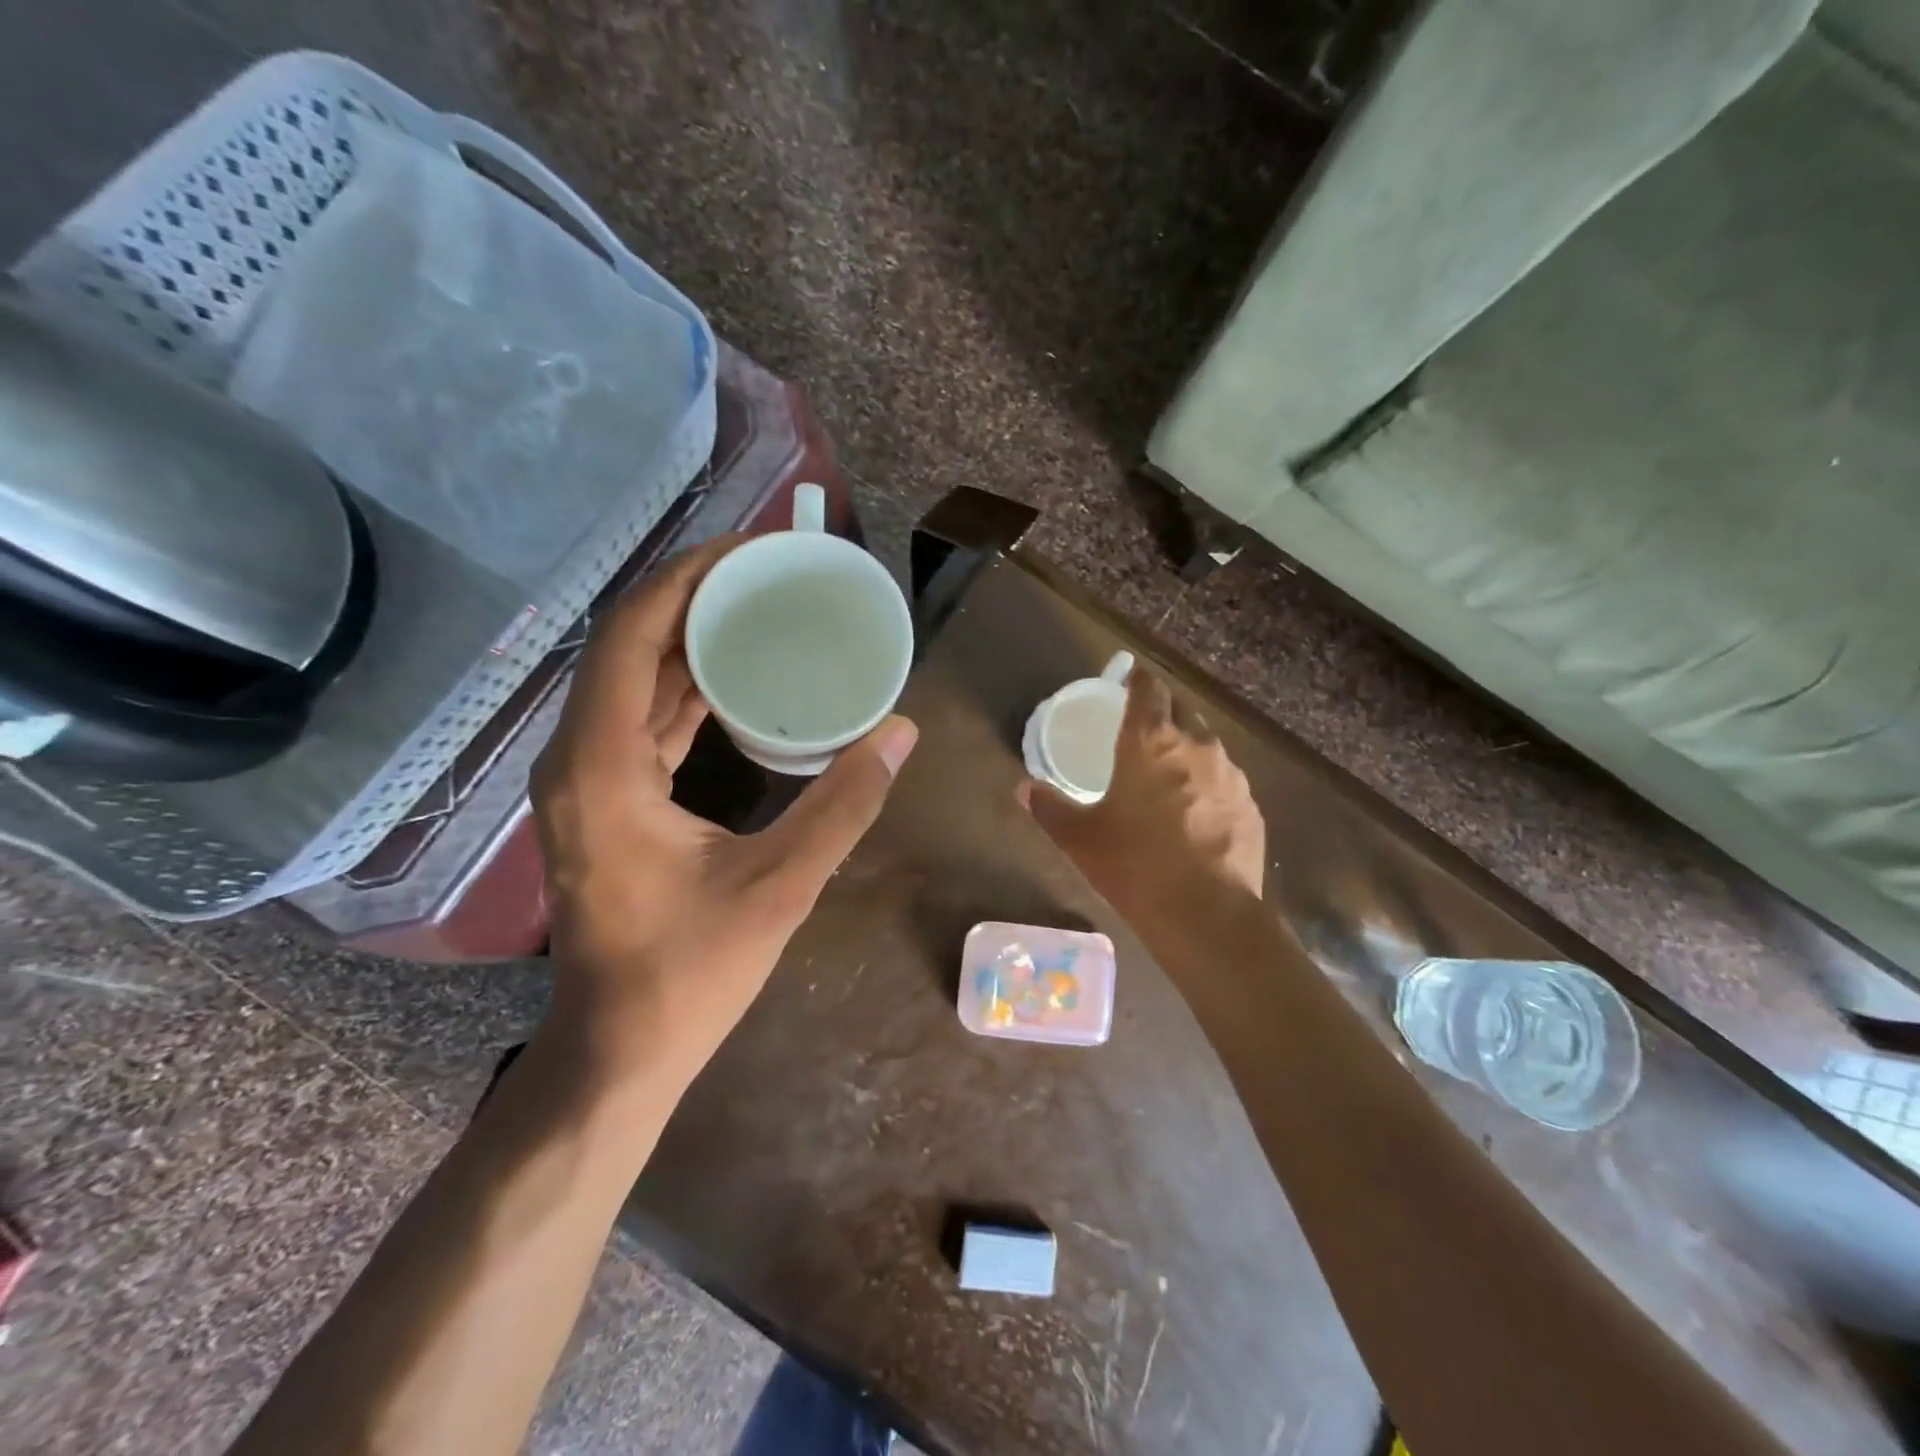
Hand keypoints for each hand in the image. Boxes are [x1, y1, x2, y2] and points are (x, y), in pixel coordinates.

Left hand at [530, 536, 917, 1087]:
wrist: (619, 1050)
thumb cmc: (688, 973)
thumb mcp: (780, 886)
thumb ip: (843, 805)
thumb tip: (901, 732)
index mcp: (601, 765)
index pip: (632, 634)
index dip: (689, 577)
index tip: (753, 549)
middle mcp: (578, 757)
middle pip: (628, 643)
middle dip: (694, 595)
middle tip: (768, 569)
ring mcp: (585, 778)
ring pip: (632, 679)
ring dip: (688, 637)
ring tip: (757, 605)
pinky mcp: (603, 798)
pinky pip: (639, 716)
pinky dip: (683, 684)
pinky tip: (734, 675)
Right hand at [1020, 665, 1264, 922]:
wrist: (1207, 915)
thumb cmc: (1134, 865)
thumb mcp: (1080, 838)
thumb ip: (1049, 807)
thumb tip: (1022, 788)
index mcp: (1151, 740)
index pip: (1149, 687)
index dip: (1137, 678)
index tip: (1127, 680)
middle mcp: (1196, 744)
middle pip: (1181, 709)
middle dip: (1162, 711)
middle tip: (1141, 729)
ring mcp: (1230, 774)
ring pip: (1207, 743)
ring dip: (1187, 747)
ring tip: (1168, 772)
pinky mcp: (1251, 805)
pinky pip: (1225, 778)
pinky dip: (1208, 782)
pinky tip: (1195, 812)